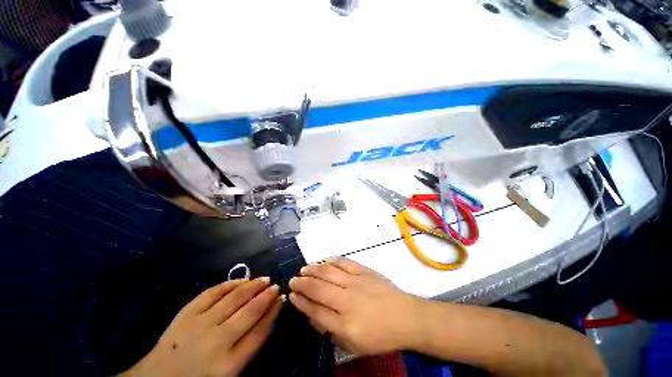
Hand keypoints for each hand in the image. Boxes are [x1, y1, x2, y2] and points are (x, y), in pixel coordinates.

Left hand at [120, 277, 281, 376]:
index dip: (273, 312)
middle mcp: (217, 341)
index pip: (260, 332)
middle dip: (266, 296)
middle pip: (250, 312)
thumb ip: (250, 347)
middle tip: (276, 285)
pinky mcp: (187, 313)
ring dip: (252, 286)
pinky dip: (229, 284)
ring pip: (234, 299)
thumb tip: (269, 317)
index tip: (281, 299)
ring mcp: (200, 324)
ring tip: (264, 279)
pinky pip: (212, 293)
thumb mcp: (229, 373)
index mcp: (229, 364)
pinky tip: (241, 280)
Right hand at [289, 257, 422, 354]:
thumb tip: (314, 315)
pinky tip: (324, 259)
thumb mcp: (354, 344)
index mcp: (344, 323)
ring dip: (313, 269)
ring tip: (304, 268)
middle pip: (318, 288)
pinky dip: (332, 260)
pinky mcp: (364, 270)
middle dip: (302, 283)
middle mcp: (346, 300)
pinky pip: (344, 262)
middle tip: (293, 279)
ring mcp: (355, 281)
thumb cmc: (380, 335)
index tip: (292, 295)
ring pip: (328, 272)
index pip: (315, 310)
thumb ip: (331, 330)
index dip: (301, 302)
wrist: (406, 316)